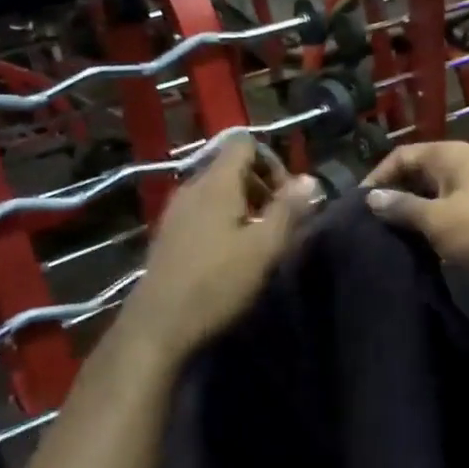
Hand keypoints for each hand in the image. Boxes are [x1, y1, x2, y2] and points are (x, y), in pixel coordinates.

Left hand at [123, 135, 319, 360]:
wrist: (158, 324)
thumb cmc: (216, 282)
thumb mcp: (264, 247)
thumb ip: (288, 210)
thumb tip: (310, 180)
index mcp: (216, 183)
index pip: (244, 143)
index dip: (272, 161)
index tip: (287, 196)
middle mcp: (191, 187)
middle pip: (231, 166)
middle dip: (261, 185)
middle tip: (278, 221)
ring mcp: (175, 210)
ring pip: (216, 190)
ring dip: (243, 206)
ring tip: (258, 241)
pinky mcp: (168, 233)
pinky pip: (202, 210)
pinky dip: (223, 220)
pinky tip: (230, 254)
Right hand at [363, 142, 468, 286]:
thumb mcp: (437, 219)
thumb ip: (401, 207)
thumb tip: (370, 198)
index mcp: (450, 156)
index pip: (401, 156)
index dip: (377, 177)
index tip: (358, 207)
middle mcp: (461, 168)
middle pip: (416, 176)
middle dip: (392, 198)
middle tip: (367, 226)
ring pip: (431, 201)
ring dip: (411, 218)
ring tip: (385, 241)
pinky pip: (447, 220)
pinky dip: (430, 232)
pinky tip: (414, 252)